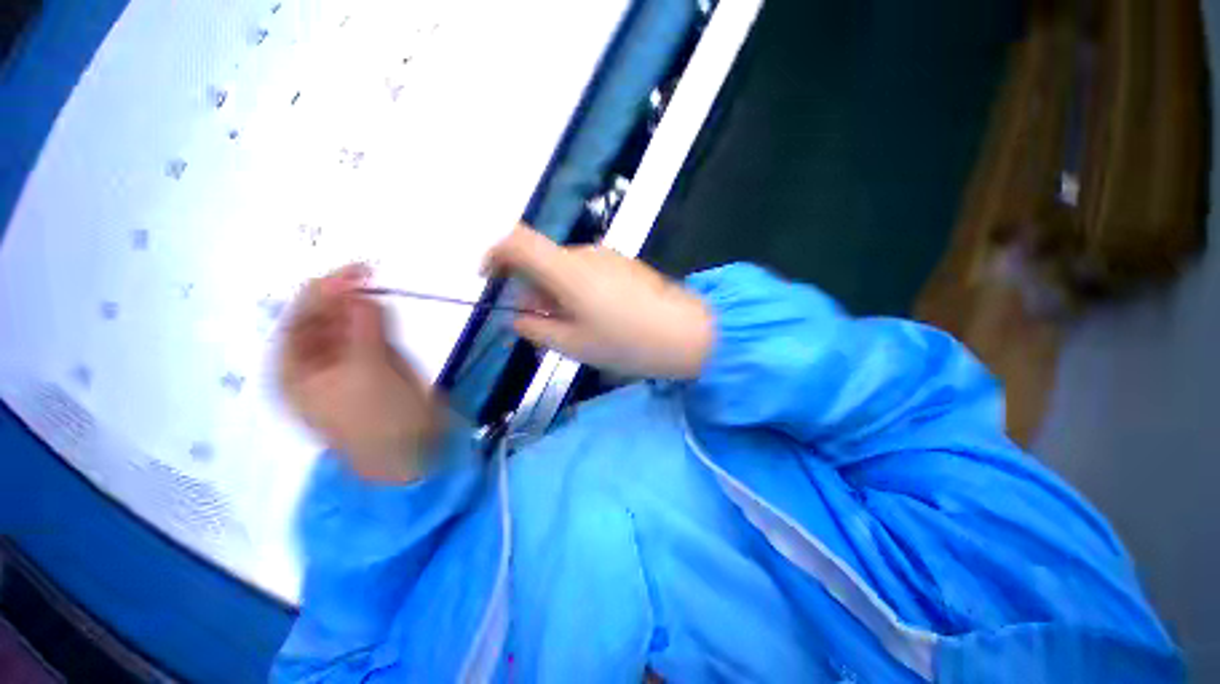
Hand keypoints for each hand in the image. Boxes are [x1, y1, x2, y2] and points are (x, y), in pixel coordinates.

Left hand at [279, 264, 440, 482]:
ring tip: (377, 295)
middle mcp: (315, 366)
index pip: (299, 321)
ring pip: (346, 327)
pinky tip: (384, 315)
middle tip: (368, 277)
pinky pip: (369, 338)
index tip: (354, 272)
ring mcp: (346, 367)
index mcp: (295, 372)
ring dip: (359, 308)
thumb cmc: (380, 417)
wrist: (411, 451)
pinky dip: (376, 323)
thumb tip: (362, 292)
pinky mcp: (373, 369)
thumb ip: (364, 328)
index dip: (321, 292)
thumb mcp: (368, 371)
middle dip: (341, 298)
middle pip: (321, 321)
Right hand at [484, 225, 714, 378]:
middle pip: (542, 260)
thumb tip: (519, 317)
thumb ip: (536, 329)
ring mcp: (608, 257)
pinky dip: (576, 291)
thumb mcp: (573, 344)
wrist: (686, 333)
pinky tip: (593, 318)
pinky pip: (587, 272)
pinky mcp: (624, 264)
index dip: (495, 255)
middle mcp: (585, 254)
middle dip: (531, 290)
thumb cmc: (626, 342)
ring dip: (555, 294)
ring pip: (565, 269)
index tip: (490, 280)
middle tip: (539, 325)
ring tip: (570, 328)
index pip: (518, 242)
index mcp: (567, 270)